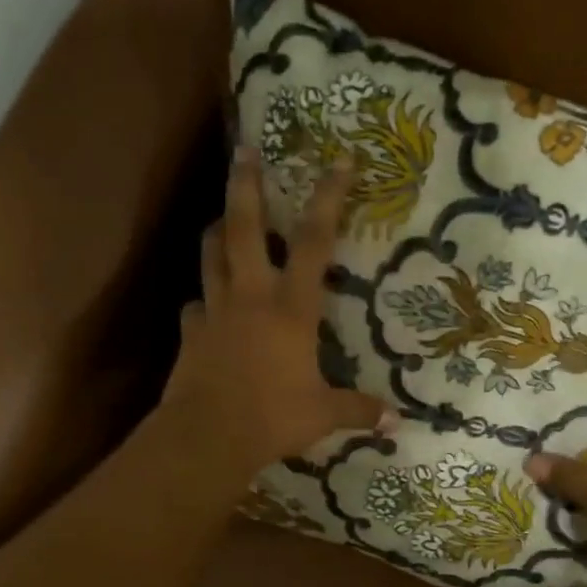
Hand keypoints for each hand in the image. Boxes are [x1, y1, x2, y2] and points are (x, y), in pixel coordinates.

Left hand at [161, 147, 393, 477]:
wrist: (207, 435)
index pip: (314, 241)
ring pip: (211, 255)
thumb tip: (396, 423)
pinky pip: (195, 306)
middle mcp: (251, 296)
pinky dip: (203, 300)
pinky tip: (207, 308)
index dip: (328, 198)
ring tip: (222, 220)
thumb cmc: (272, 418)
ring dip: (217, 231)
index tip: (340, 161)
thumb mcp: (323, 415)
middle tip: (244, 151)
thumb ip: (358, 410)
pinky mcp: (190, 333)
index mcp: (291, 308)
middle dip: (245, 185)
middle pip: (244, 227)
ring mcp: (215, 311)